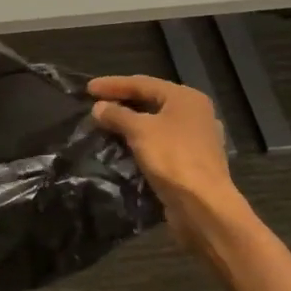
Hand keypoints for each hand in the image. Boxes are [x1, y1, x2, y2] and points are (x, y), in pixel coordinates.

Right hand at [89, 75, 256, 255]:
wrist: (203, 206)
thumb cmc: (172, 158)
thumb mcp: (139, 130)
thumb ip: (117, 114)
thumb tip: (99, 107)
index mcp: (186, 98)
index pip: (142, 83)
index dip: (113, 84)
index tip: (88, 88)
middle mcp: (195, 114)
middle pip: (151, 101)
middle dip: (122, 103)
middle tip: (95, 104)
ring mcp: (196, 139)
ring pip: (156, 124)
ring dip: (130, 124)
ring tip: (105, 124)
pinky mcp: (192, 162)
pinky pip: (160, 143)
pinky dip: (141, 142)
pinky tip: (124, 146)